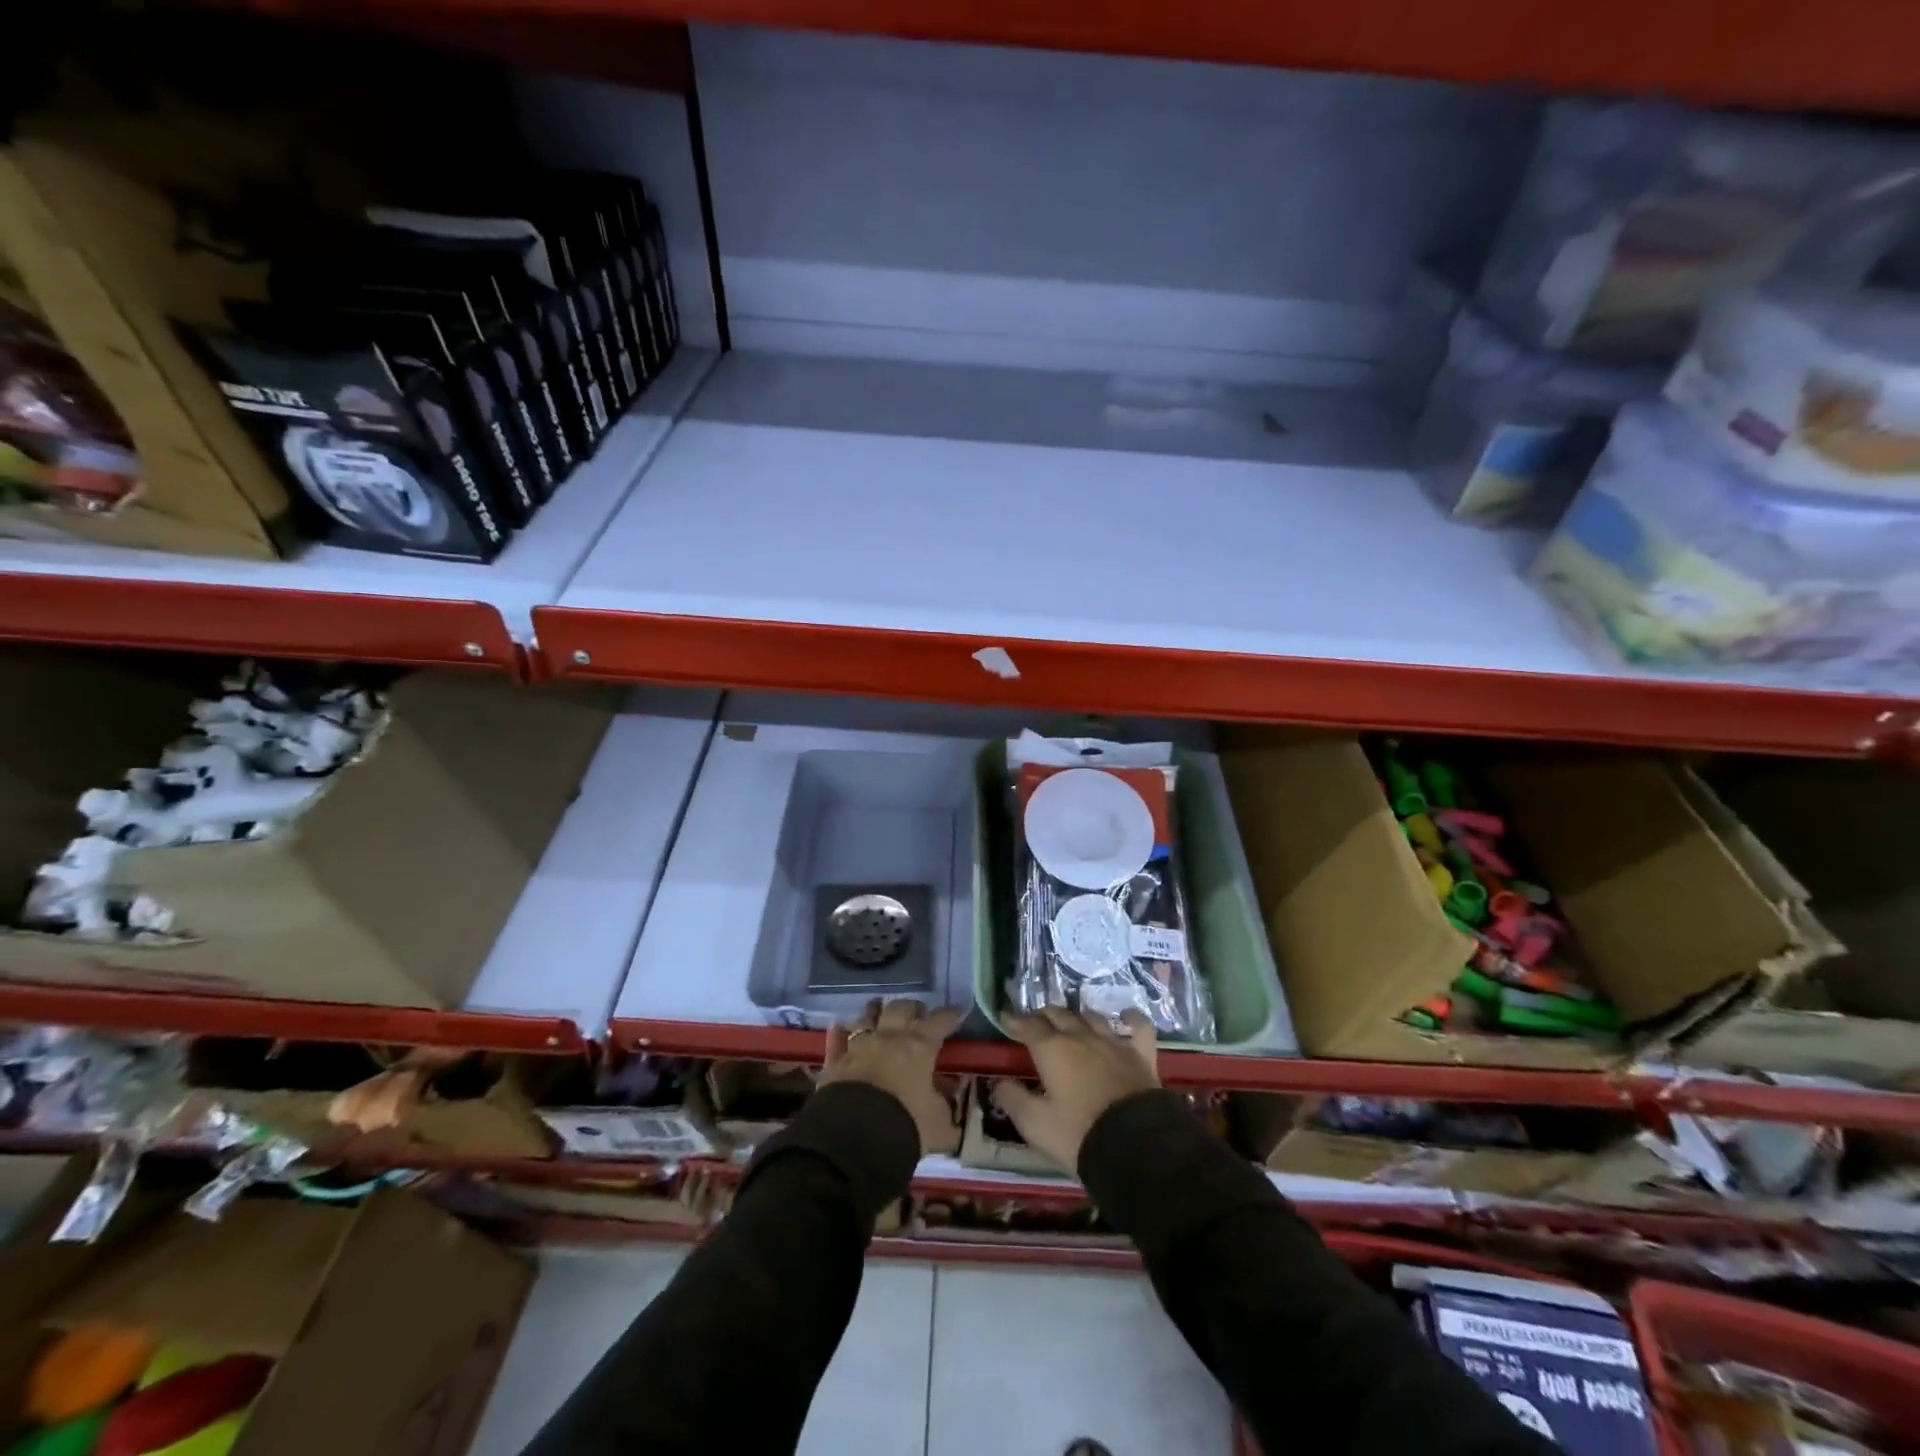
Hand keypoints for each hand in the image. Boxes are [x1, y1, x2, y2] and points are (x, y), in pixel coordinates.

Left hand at [821, 998, 962, 1154]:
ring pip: (866, 1018)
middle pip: (900, 1009)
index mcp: (918, 1047)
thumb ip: (945, 1106)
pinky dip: (839, 1034)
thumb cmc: (906, 1125)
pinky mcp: (834, 1063)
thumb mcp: (938, 1123)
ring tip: (879, 1011)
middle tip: (917, 1013)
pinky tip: (839, 1028)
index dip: (949, 1015)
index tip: (957, 1011)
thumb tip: (950, 1094)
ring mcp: (858, 1047)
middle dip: (911, 1008)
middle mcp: (888, 1038)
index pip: (939, 1022)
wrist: (855, 1137)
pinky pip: (836, 1041)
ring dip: (874, 1012)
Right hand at [992, 1008, 1158, 1173]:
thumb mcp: (1035, 1124)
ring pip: (1092, 1018)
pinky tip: (1126, 1016)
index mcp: (1053, 1049)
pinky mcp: (1141, 1056)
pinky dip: (1131, 1019)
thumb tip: (999, 1083)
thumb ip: (1014, 1099)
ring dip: (1077, 1017)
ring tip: (1071, 1022)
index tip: (1005, 1018)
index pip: (1029, 1026)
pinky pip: (1138, 1027)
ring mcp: (1114, 1043)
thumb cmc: (1078, 1135)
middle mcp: (1081, 1037)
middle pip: (1059, 1015)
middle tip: (1035, 1022)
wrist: (1136, 1146)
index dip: (1015, 1021)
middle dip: (1044, 1016)